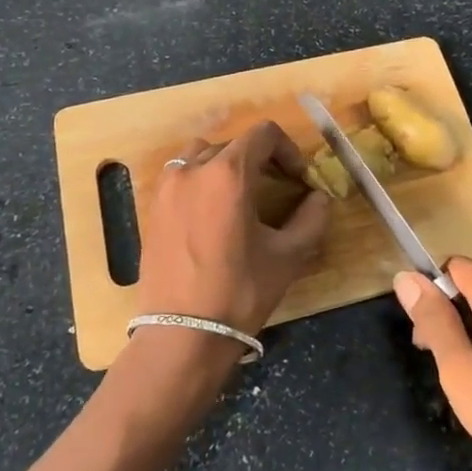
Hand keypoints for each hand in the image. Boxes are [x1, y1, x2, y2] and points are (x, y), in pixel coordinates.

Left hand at [138, 121, 332, 337]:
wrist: (182, 336)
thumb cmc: (240, 292)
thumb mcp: (287, 256)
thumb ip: (311, 219)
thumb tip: (319, 198)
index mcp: (228, 173)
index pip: (263, 134)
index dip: (287, 150)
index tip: (298, 179)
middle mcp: (193, 169)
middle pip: (233, 144)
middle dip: (260, 160)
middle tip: (277, 188)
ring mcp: (167, 188)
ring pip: (201, 155)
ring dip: (225, 166)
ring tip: (240, 196)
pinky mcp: (152, 209)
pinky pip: (180, 177)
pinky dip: (200, 182)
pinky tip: (211, 216)